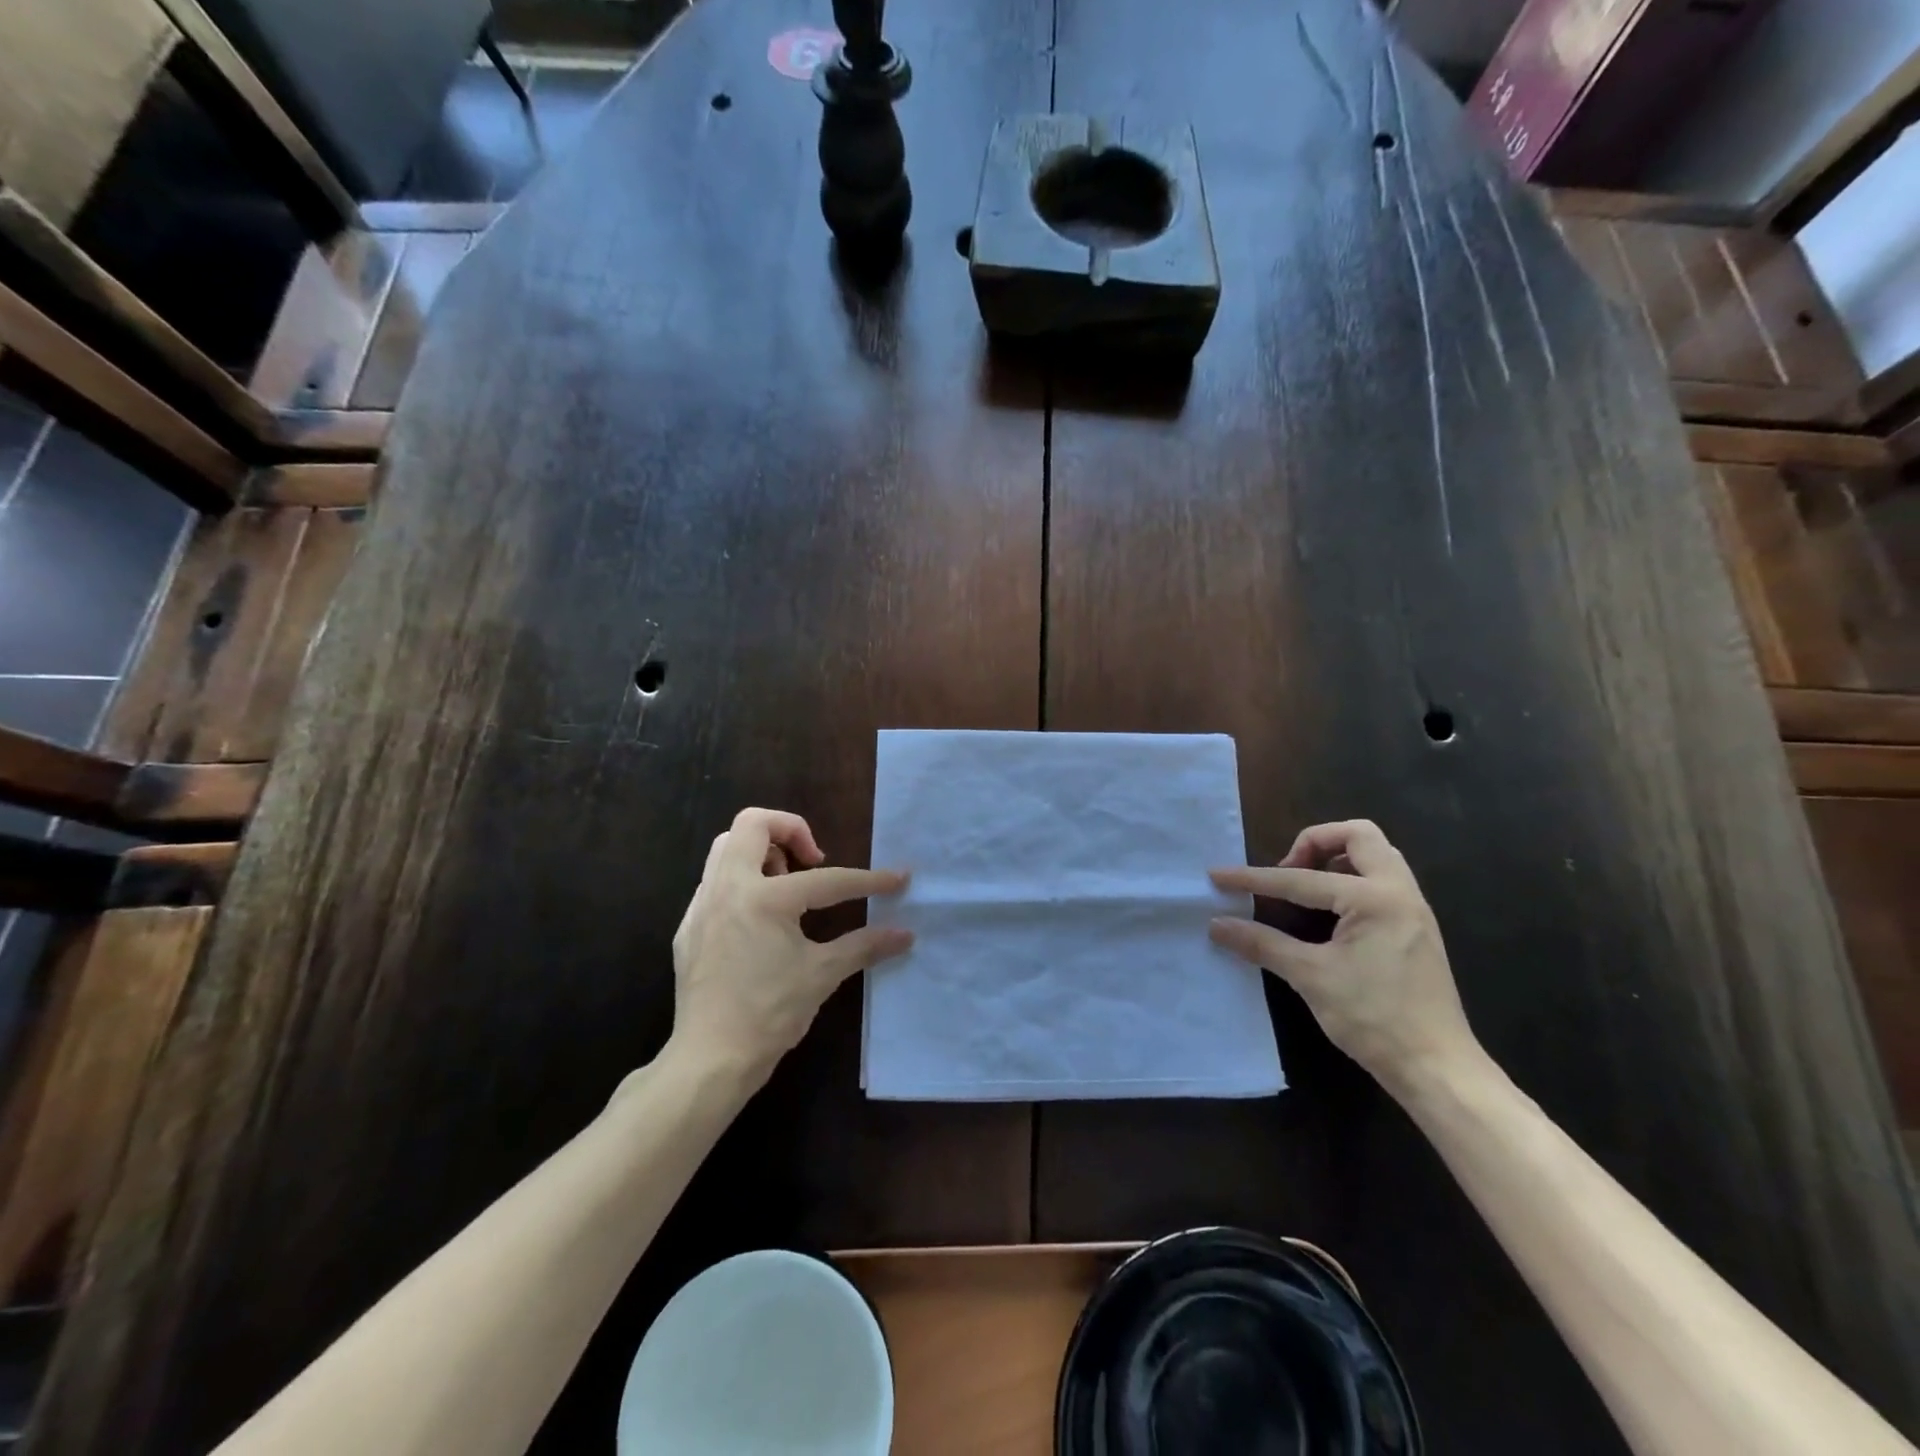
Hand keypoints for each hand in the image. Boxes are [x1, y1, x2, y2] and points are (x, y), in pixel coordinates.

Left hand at [668, 808, 911, 1083]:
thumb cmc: (770, 1014)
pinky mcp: (689, 927)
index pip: (827, 879)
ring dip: (762, 852)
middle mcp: (728, 888)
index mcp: (765, 898)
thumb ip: (864, 946)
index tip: (898, 878)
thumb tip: (905, 934)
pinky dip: (742, 882)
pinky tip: (760, 919)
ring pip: (727, 847)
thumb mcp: (822, 975)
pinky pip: (714, 882)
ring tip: (787, 886)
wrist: (710, 1060)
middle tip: (813, 861)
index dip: (869, 880)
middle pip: (753, 823)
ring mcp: (702, 905)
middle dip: (790, 830)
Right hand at [1209, 820, 1478, 1094]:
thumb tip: (1217, 925)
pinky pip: (1383, 880)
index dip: (1254, 879)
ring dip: (1337, 858)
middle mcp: (1400, 892)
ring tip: (1305, 887)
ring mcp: (1413, 909)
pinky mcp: (1415, 928)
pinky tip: (1329, 913)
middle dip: (1314, 843)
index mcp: (1375, 899)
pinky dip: (1351, 879)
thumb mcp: (1310, 977)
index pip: (1302, 880)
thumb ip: (1262, 943)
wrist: (1438, 1068)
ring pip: (1376, 855)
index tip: (1218, 875)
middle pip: (1359, 835)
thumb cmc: (1374, 1019)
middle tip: (1287, 871)